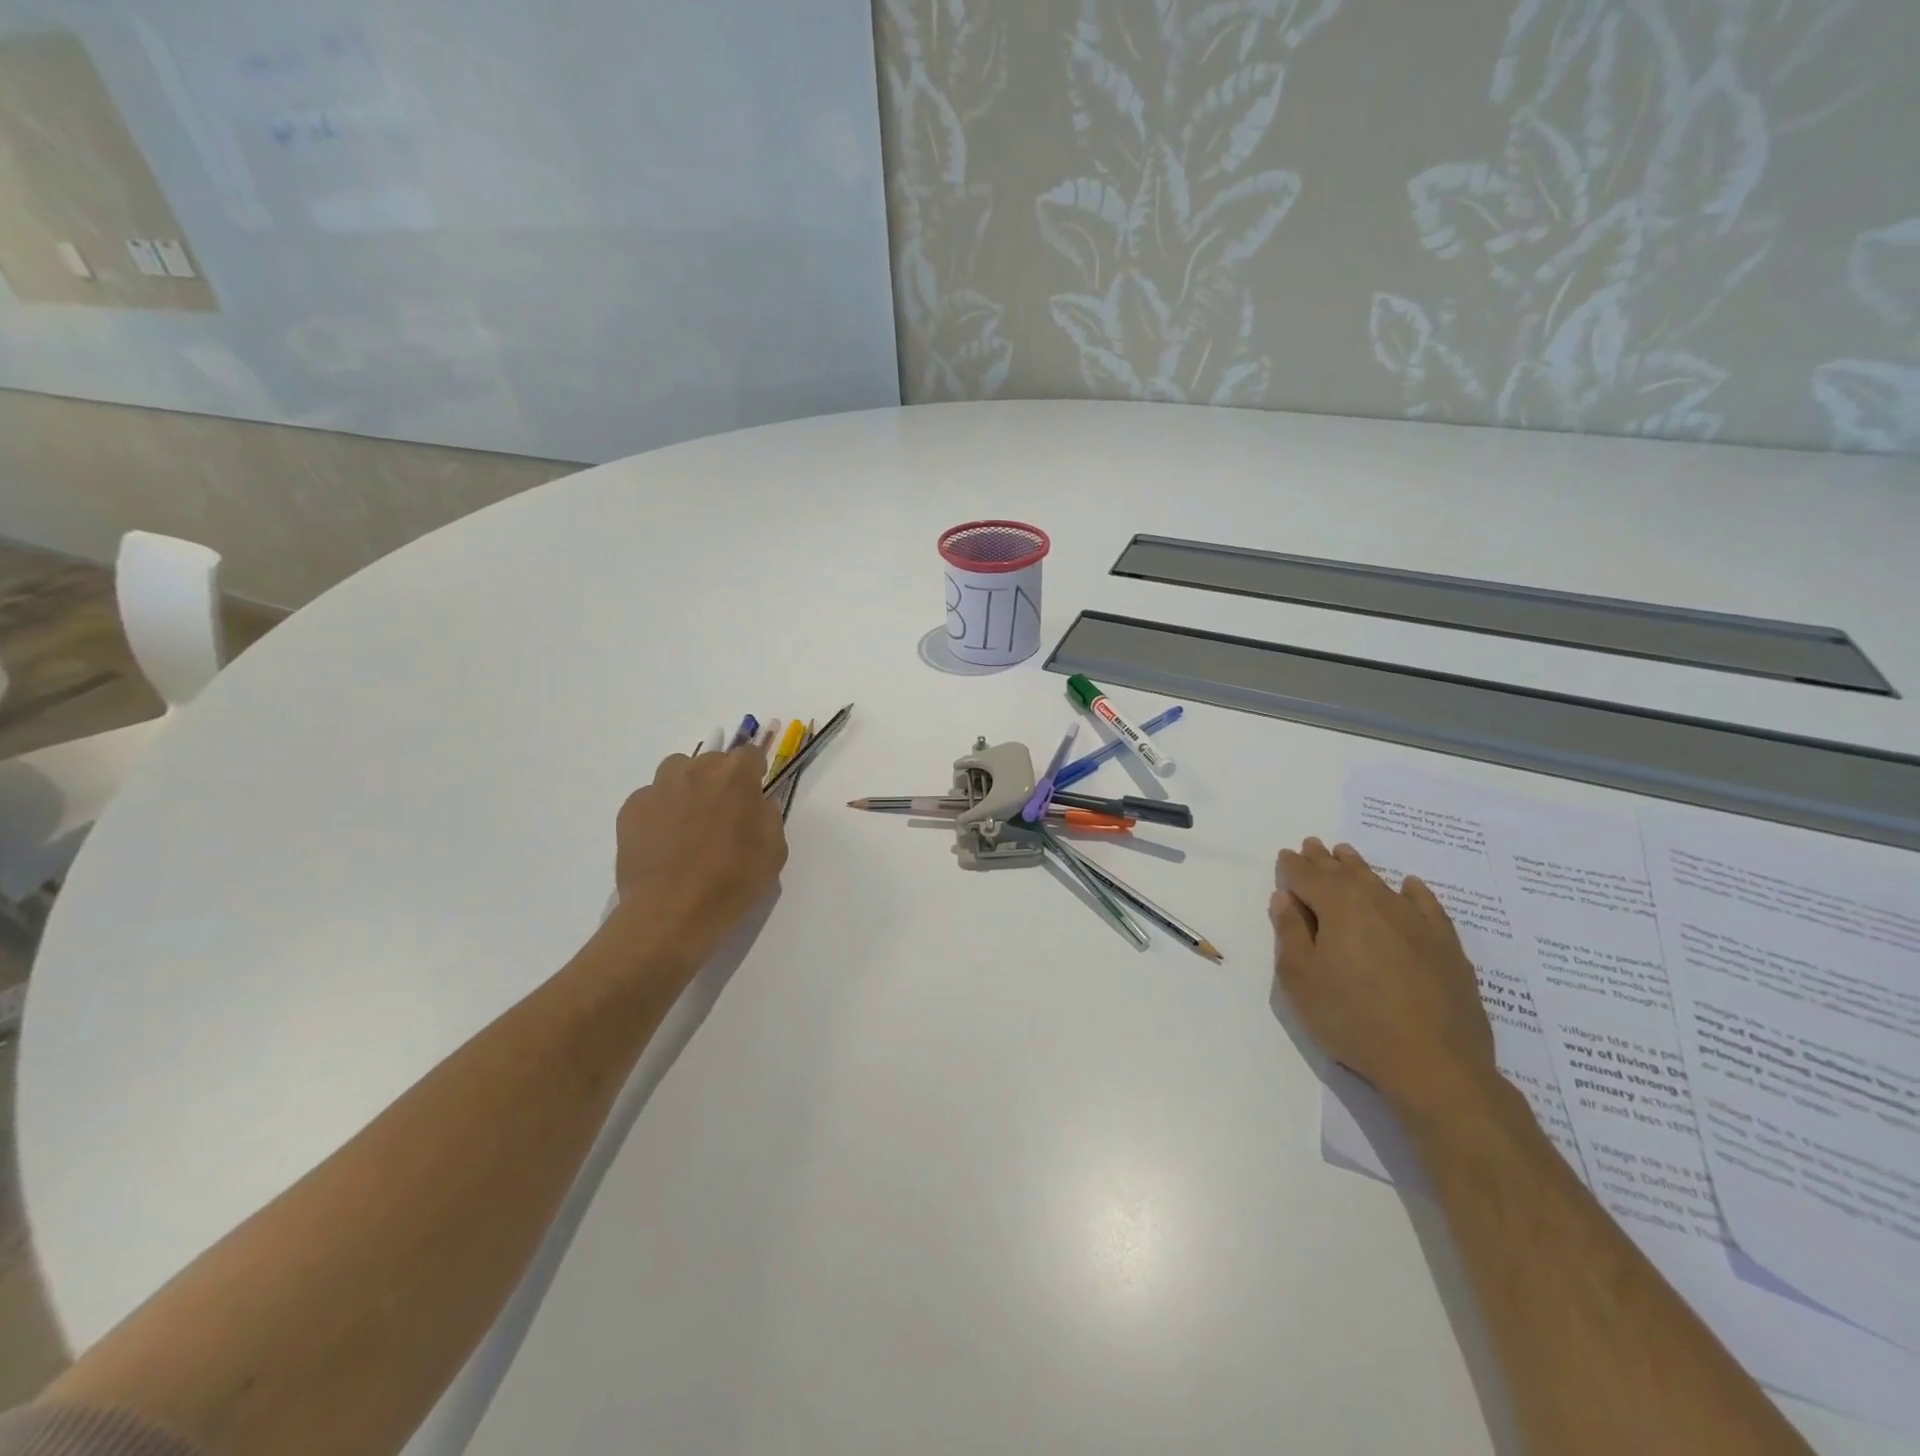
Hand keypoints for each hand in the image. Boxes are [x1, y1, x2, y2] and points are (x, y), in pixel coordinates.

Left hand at [609, 745, 787, 975]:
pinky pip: (651, 797)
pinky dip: (660, 811)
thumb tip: (758, 803)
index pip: (750, 755)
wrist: (671, 914)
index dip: (754, 774)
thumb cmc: (732, 883)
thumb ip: (768, 816)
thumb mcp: (774, 851)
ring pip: (677, 771)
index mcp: (736, 776)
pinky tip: (664, 841)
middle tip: (722, 815)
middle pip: (712, 760)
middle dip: (721, 780)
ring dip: (688, 786)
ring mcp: (659, 787)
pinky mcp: (631, 808)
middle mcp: (696, 771)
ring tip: (690, 822)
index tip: (753, 796)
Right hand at [1270, 838, 1497, 1115]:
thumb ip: (1290, 932)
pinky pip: (1426, 905)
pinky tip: (1408, 886)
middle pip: (1343, 873)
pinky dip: (1413, 891)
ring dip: (1358, 867)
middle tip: (1312, 845)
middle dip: (1323, 860)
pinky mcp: (1445, 945)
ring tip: (1346, 854)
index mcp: (1337, 905)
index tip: (1285, 856)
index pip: (1306, 876)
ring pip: (1379, 883)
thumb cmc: (1352, 1018)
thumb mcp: (1300, 978)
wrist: (1434, 1062)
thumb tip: (1286, 898)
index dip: (1292, 866)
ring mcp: (1415, 921)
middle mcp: (1376, 902)